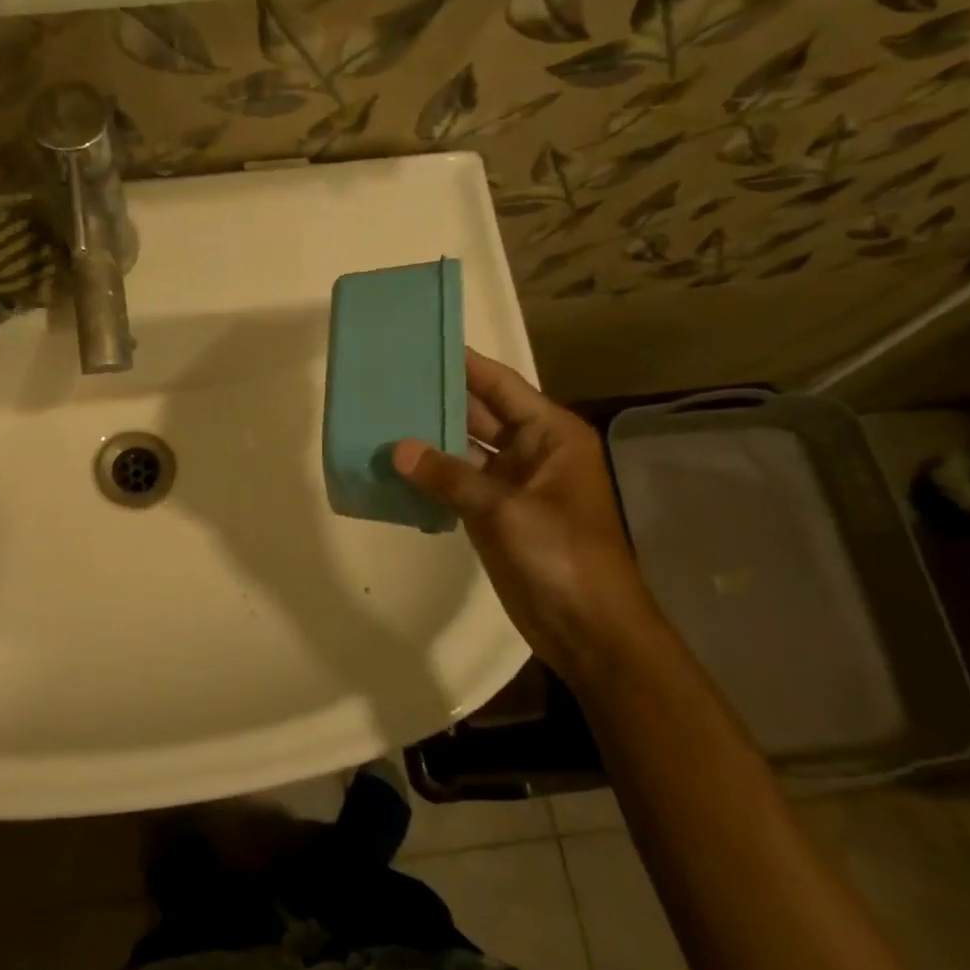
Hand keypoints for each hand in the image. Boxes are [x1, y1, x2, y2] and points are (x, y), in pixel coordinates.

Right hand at [393, 350, 662, 676]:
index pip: (502, 386)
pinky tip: (395, 467)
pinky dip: (430, 476)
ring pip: (465, 449)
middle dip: (440, 399)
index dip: (465, 364)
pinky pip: (457, 483)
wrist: (587, 627)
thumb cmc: (560, 555)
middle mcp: (532, 451)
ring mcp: (512, 484)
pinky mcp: (494, 513)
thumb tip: (397, 448)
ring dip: (430, 439)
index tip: (424, 342)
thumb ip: (449, 475)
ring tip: (382, 417)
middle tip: (390, 379)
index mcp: (552, 435)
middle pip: (480, 414)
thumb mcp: (505, 510)